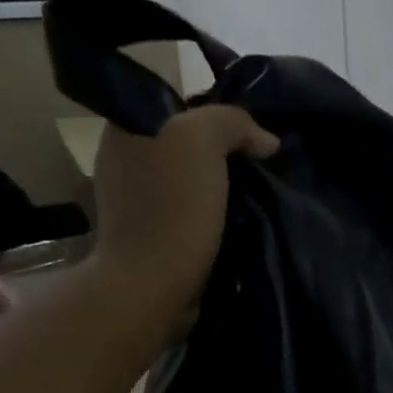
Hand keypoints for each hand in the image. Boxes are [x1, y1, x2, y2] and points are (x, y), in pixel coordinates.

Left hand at [91, 106, 279, 330]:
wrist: (152, 286)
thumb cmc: (172, 208)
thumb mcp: (203, 140)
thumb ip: (234, 122)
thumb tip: (267, 141)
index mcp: (127, 127)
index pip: (181, 105)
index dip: (219, 116)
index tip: (252, 135)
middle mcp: (125, 160)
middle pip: (188, 145)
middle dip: (225, 155)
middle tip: (263, 166)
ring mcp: (136, 203)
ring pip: (192, 182)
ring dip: (223, 190)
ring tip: (260, 196)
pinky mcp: (152, 238)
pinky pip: (191, 214)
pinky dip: (214, 218)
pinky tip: (239, 223)